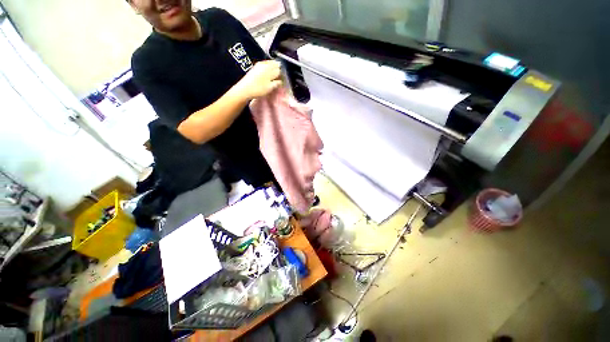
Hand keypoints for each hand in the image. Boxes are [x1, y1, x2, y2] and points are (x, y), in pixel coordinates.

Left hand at [235, 60, 281, 99]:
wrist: (244, 89)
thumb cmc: (258, 89)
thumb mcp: (270, 87)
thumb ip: (277, 83)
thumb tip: (281, 81)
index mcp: (269, 67)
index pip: (279, 68)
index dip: (282, 73)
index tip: (283, 79)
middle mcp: (264, 64)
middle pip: (275, 64)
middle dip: (278, 70)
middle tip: (279, 78)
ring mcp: (259, 65)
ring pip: (270, 64)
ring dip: (273, 70)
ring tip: (274, 78)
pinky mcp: (255, 67)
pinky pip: (265, 66)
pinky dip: (268, 70)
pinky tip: (268, 76)